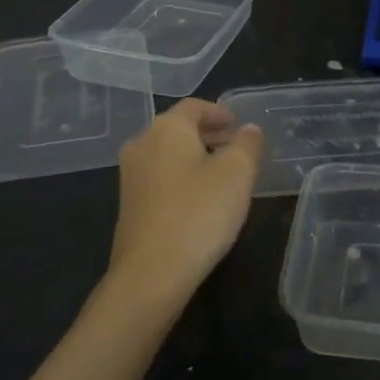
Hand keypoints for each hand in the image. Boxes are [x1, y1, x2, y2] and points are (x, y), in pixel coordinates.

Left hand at [108, 99, 265, 302]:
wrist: (152, 273)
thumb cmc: (200, 212)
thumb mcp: (238, 173)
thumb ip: (248, 144)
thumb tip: (248, 130)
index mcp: (166, 129)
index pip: (195, 106)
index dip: (220, 112)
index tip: (240, 125)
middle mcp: (142, 145)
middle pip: (178, 129)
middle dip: (209, 135)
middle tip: (237, 147)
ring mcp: (131, 177)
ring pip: (169, 155)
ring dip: (196, 158)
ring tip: (224, 175)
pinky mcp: (130, 206)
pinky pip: (161, 179)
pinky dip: (183, 178)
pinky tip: (202, 200)